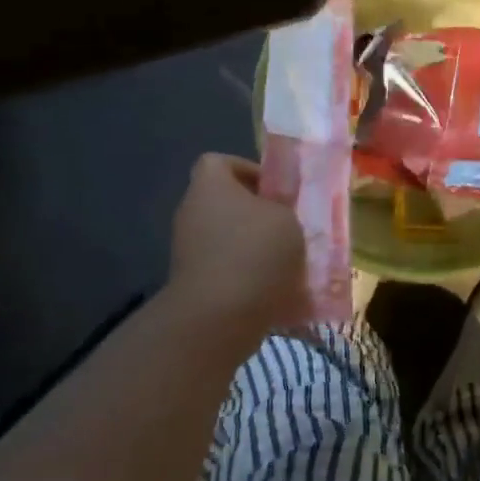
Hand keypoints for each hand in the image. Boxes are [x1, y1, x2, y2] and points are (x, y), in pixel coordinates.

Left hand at [165, 153, 308, 339]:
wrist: (217, 318)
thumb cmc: (255, 252)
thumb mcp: (287, 218)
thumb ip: (284, 208)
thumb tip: (280, 213)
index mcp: (209, 185)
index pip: (220, 162)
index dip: (249, 170)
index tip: (277, 191)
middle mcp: (192, 212)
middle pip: (227, 203)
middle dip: (259, 214)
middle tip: (291, 226)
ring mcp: (188, 251)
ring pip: (230, 239)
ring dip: (257, 248)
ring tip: (291, 262)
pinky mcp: (194, 284)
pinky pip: (228, 271)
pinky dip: (249, 278)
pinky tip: (278, 291)